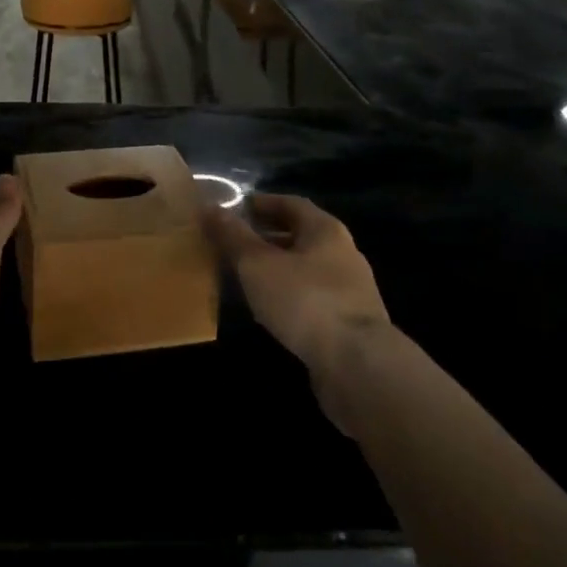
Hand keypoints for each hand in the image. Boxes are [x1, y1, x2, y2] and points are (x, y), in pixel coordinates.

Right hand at [204, 193, 389, 427]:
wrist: (357, 364)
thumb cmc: (304, 300)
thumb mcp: (258, 264)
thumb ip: (233, 236)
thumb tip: (209, 207)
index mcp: (325, 230)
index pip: (291, 204)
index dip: (263, 203)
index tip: (236, 209)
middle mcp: (343, 253)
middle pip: (301, 235)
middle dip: (268, 236)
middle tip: (235, 242)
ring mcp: (351, 289)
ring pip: (307, 268)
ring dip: (278, 268)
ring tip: (246, 276)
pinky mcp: (350, 322)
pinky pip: (313, 296)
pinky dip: (290, 294)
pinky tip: (270, 309)